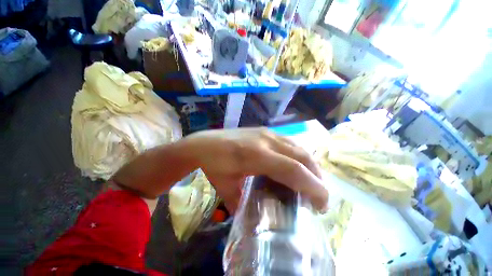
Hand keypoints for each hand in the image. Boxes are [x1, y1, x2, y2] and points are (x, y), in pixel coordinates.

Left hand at [183, 128, 327, 211]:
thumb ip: (243, 202)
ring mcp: (266, 132)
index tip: (321, 204)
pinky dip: (298, 155)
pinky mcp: (264, 130)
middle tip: (319, 195)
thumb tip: (255, 216)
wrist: (202, 143)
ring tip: (311, 181)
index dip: (313, 186)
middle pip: (302, 156)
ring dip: (309, 164)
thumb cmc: (212, 165)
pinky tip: (295, 164)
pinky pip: (289, 142)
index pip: (293, 169)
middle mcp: (266, 140)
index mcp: (256, 155)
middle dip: (316, 176)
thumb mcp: (226, 188)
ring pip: (298, 147)